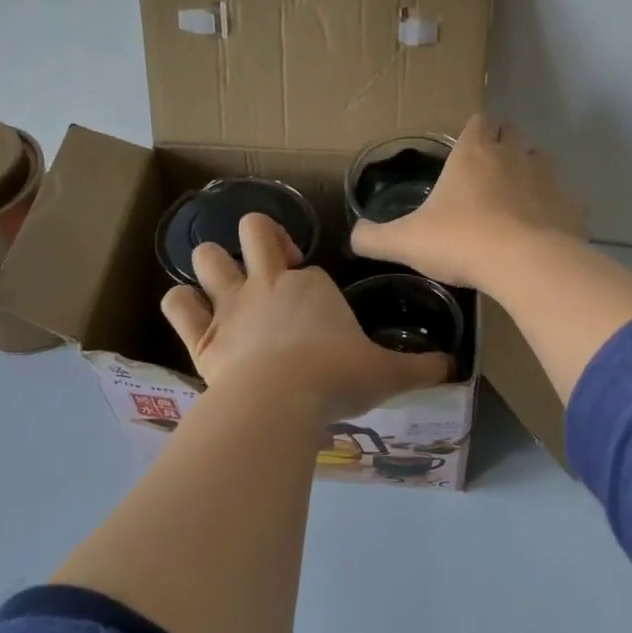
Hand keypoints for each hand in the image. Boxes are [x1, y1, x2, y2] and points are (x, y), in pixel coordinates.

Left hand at [161, 213, 452, 419]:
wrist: (282, 400)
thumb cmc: (338, 378)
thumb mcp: (388, 373)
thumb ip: (420, 368)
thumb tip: (454, 368)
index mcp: (312, 286)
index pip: (309, 266)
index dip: (311, 278)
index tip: (320, 307)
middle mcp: (267, 284)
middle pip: (253, 232)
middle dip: (260, 239)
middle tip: (272, 266)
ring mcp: (230, 306)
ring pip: (206, 257)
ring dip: (213, 264)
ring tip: (226, 284)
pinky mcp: (201, 336)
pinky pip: (177, 304)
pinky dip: (182, 304)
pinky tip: (193, 314)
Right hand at [350, 114, 585, 290]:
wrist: (522, 264)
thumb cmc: (460, 241)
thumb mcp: (406, 242)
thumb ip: (375, 238)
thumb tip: (354, 237)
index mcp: (474, 154)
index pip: (478, 122)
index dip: (474, 132)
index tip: (466, 151)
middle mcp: (513, 156)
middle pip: (513, 135)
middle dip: (503, 147)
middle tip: (487, 177)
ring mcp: (548, 180)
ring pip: (542, 162)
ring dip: (531, 174)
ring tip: (516, 203)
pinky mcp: (572, 208)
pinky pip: (566, 201)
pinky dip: (556, 211)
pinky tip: (544, 232)